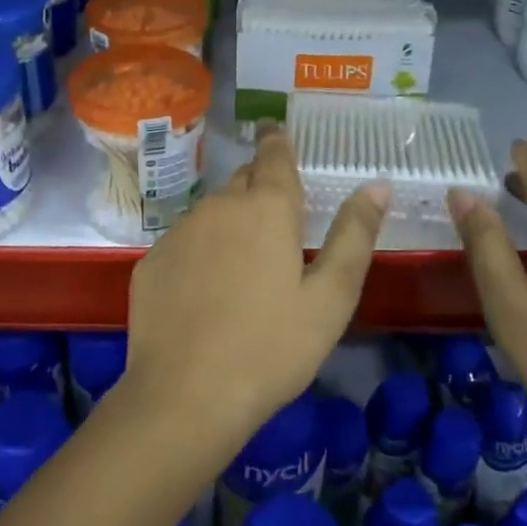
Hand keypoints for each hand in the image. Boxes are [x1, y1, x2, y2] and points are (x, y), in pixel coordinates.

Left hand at [125, 126, 388, 441]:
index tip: (276, 129)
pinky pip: (184, 243)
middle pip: (243, 181)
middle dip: (259, 187)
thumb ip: (354, 236)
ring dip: (230, 224)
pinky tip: (205, 293)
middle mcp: (218, 206)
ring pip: (212, 213)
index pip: (273, 154)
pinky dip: (200, 253)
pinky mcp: (151, 261)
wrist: (185, 396)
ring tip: (243, 266)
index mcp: (266, 208)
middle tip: (276, 217)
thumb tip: (376, 187)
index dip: (278, 140)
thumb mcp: (330, 298)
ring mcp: (179, 232)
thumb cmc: (271, 348)